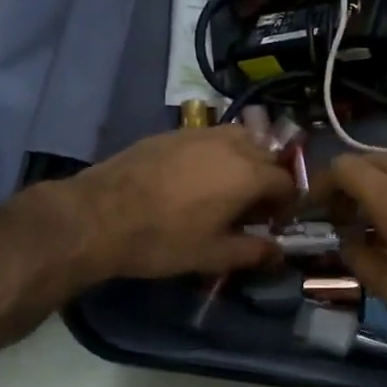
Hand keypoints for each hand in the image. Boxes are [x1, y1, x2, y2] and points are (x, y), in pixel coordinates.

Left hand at [57, 127, 297, 281]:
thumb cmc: (164, 239)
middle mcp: (231, 144)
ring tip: (228, 187)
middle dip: (268, 179)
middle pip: (267, 154)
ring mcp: (201, 133)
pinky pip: (210, 137)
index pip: (286, 181)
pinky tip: (196, 177)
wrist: (100, 215)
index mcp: (249, 174)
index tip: (272, 223)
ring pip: (240, 138)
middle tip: (251, 208)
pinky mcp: (174, 132)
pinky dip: (217, 153)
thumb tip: (279, 252)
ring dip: (245, 159)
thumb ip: (253, 251)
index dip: (285, 204)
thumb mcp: (213, 255)